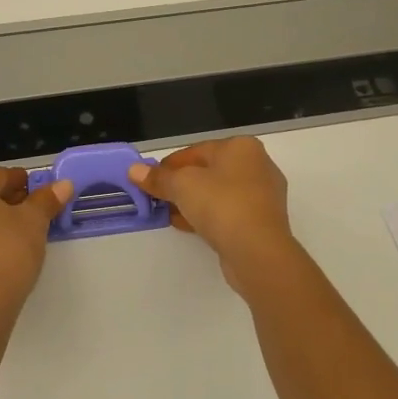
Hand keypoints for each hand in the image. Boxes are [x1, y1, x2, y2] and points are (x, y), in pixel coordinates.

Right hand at [127, 136, 303, 291]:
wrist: (258, 251)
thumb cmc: (221, 204)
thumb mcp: (182, 185)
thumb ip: (158, 178)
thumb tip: (134, 171)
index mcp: (241, 147)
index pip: (196, 151)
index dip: (169, 165)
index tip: (149, 181)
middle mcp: (257, 165)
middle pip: (208, 171)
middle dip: (181, 185)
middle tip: (158, 199)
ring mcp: (263, 195)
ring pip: (219, 194)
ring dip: (193, 203)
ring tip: (170, 215)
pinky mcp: (263, 221)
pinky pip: (229, 212)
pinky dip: (209, 217)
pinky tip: (189, 227)